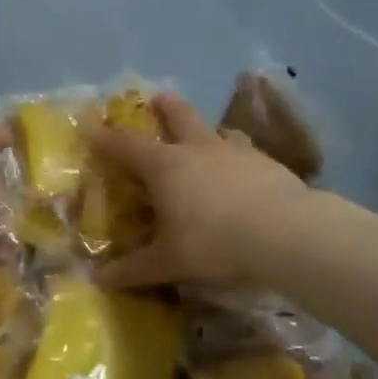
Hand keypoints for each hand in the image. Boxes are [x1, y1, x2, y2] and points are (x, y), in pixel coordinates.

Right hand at [89, 91, 310, 289]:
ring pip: (217, 131)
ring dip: (208, 131)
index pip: (125, 145)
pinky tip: (245, 172)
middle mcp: (197, 149)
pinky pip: (247, 152)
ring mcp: (236, 152)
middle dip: (165, 107)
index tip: (92, 128)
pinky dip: (239, 157)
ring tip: (208, 137)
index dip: (105, 137)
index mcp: (165, 166)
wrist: (285, 233)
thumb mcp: (168, 262)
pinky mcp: (268, 163)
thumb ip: (133, 269)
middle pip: (178, 116)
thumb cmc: (214, 242)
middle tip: (158, 98)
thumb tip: (97, 279)